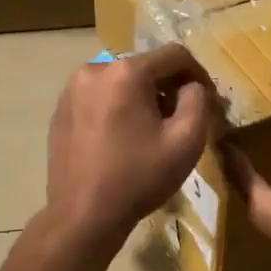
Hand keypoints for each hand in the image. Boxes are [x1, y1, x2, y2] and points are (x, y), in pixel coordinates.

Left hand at [44, 44, 215, 249]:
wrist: (83, 216)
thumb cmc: (138, 178)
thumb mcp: (186, 140)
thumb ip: (197, 101)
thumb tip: (191, 86)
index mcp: (125, 72)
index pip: (175, 55)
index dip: (199, 74)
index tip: (209, 101)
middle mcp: (94, 69)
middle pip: (145, 66)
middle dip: (169, 87)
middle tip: (182, 118)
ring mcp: (71, 90)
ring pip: (121, 81)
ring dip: (143, 97)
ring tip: (152, 130)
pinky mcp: (60, 111)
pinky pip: (99, 97)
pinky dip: (118, 108)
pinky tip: (123, 138)